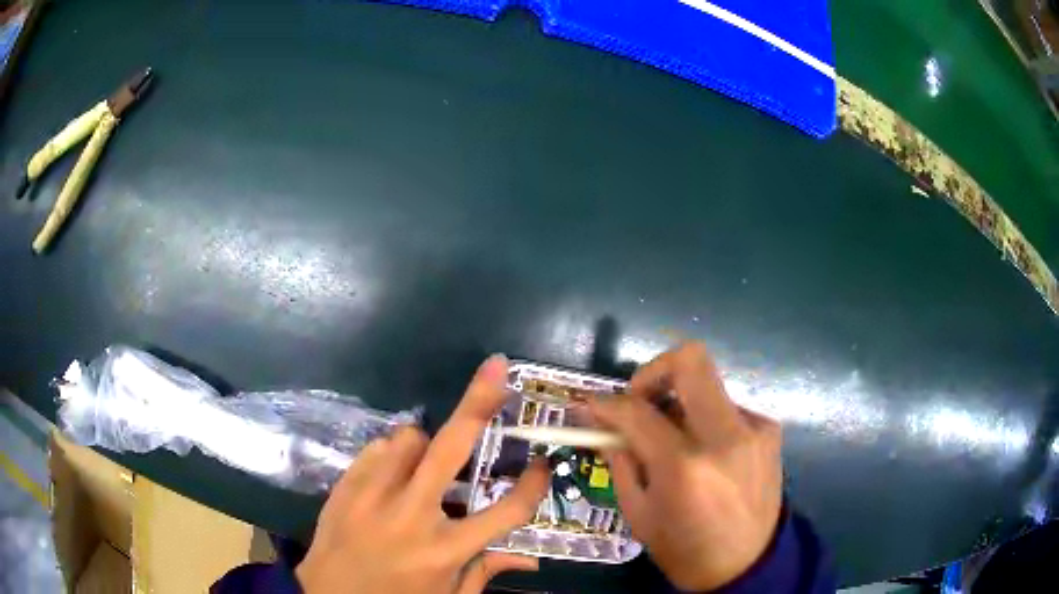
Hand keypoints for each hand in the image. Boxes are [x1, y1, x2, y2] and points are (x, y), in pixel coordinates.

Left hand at [296, 355, 549, 593]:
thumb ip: (486, 572)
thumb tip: (529, 558)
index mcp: (445, 550)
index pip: (504, 512)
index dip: (532, 486)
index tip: (544, 464)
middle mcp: (411, 516)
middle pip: (451, 449)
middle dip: (478, 403)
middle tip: (497, 369)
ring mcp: (372, 496)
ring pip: (408, 439)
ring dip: (425, 447)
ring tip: (422, 471)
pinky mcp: (346, 486)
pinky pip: (377, 448)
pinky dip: (392, 456)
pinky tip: (391, 478)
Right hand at [588, 343, 782, 590]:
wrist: (747, 566)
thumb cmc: (684, 549)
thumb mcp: (638, 512)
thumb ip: (620, 459)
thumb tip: (601, 421)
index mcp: (685, 466)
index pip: (637, 411)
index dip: (606, 403)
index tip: (590, 405)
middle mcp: (725, 435)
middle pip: (690, 361)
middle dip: (653, 371)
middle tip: (637, 400)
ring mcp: (754, 428)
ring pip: (708, 385)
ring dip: (680, 403)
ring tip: (672, 440)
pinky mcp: (770, 430)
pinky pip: (726, 408)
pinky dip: (705, 421)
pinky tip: (703, 453)